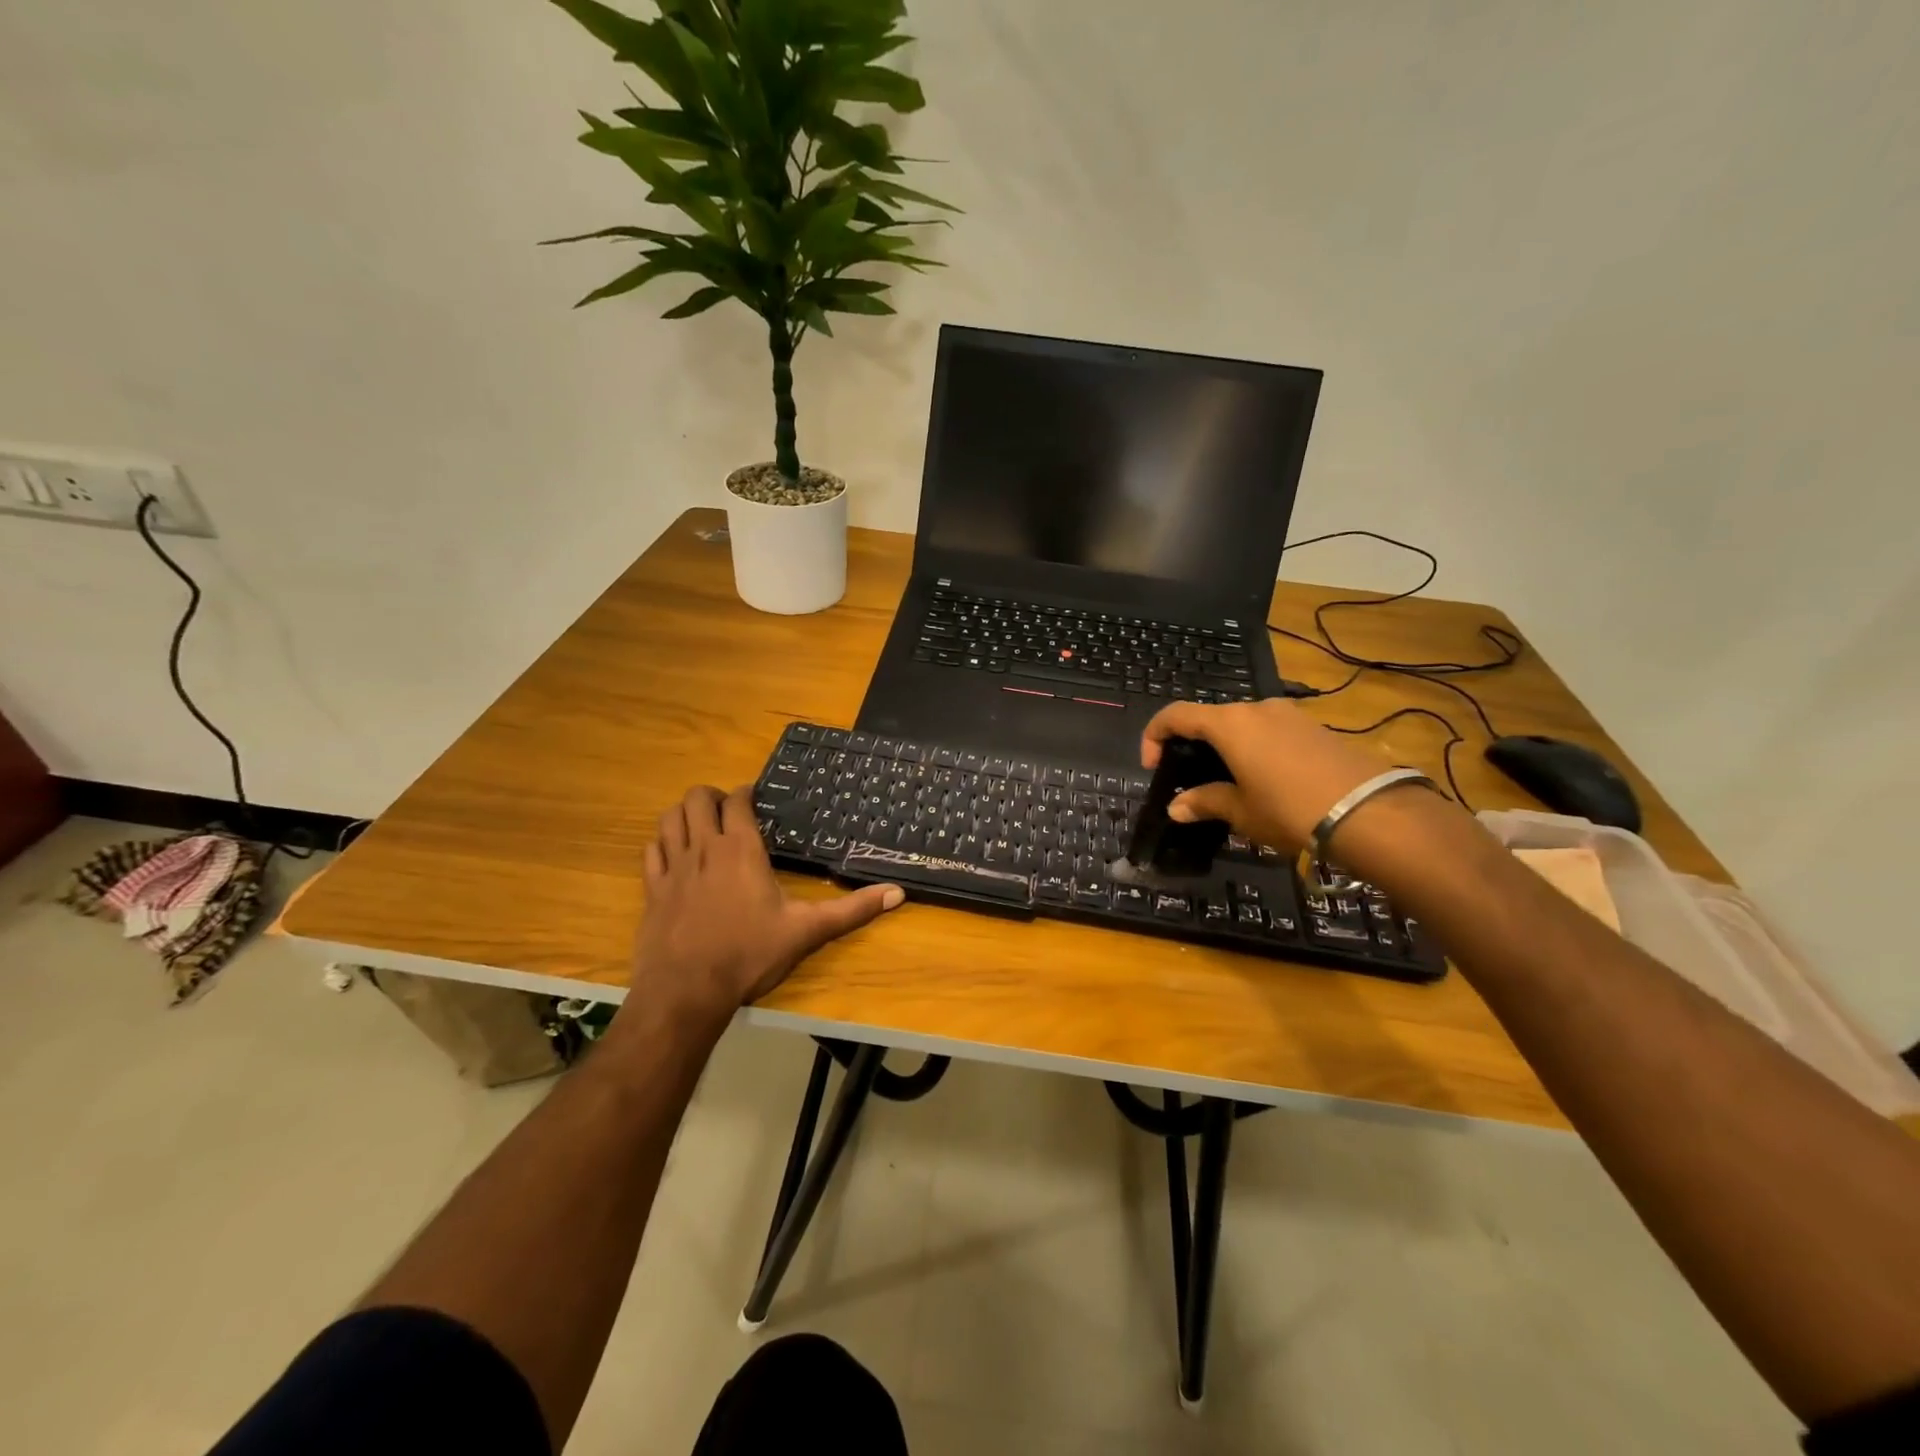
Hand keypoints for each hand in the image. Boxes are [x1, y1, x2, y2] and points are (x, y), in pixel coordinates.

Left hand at [630, 785, 902, 1022]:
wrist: (686, 993)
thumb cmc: (749, 955)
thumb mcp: (806, 932)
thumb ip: (852, 910)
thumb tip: (898, 893)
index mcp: (740, 849)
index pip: (737, 800)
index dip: (745, 793)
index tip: (755, 798)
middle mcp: (703, 848)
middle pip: (696, 799)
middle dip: (712, 797)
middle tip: (729, 812)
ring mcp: (673, 868)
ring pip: (669, 819)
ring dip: (684, 814)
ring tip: (701, 826)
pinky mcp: (652, 890)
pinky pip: (651, 851)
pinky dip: (662, 843)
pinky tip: (675, 856)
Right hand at [1140, 698, 1401, 850]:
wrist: (1370, 812)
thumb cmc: (1289, 809)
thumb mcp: (1241, 811)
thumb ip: (1205, 802)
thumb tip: (1176, 807)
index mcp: (1229, 723)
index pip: (1176, 715)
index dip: (1154, 736)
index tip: (1152, 767)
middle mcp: (1256, 708)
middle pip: (1211, 718)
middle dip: (1194, 745)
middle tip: (1192, 780)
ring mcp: (1289, 714)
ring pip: (1243, 724)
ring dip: (1227, 747)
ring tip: (1230, 783)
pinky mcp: (1314, 727)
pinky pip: (1271, 731)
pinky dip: (1255, 749)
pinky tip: (1265, 780)